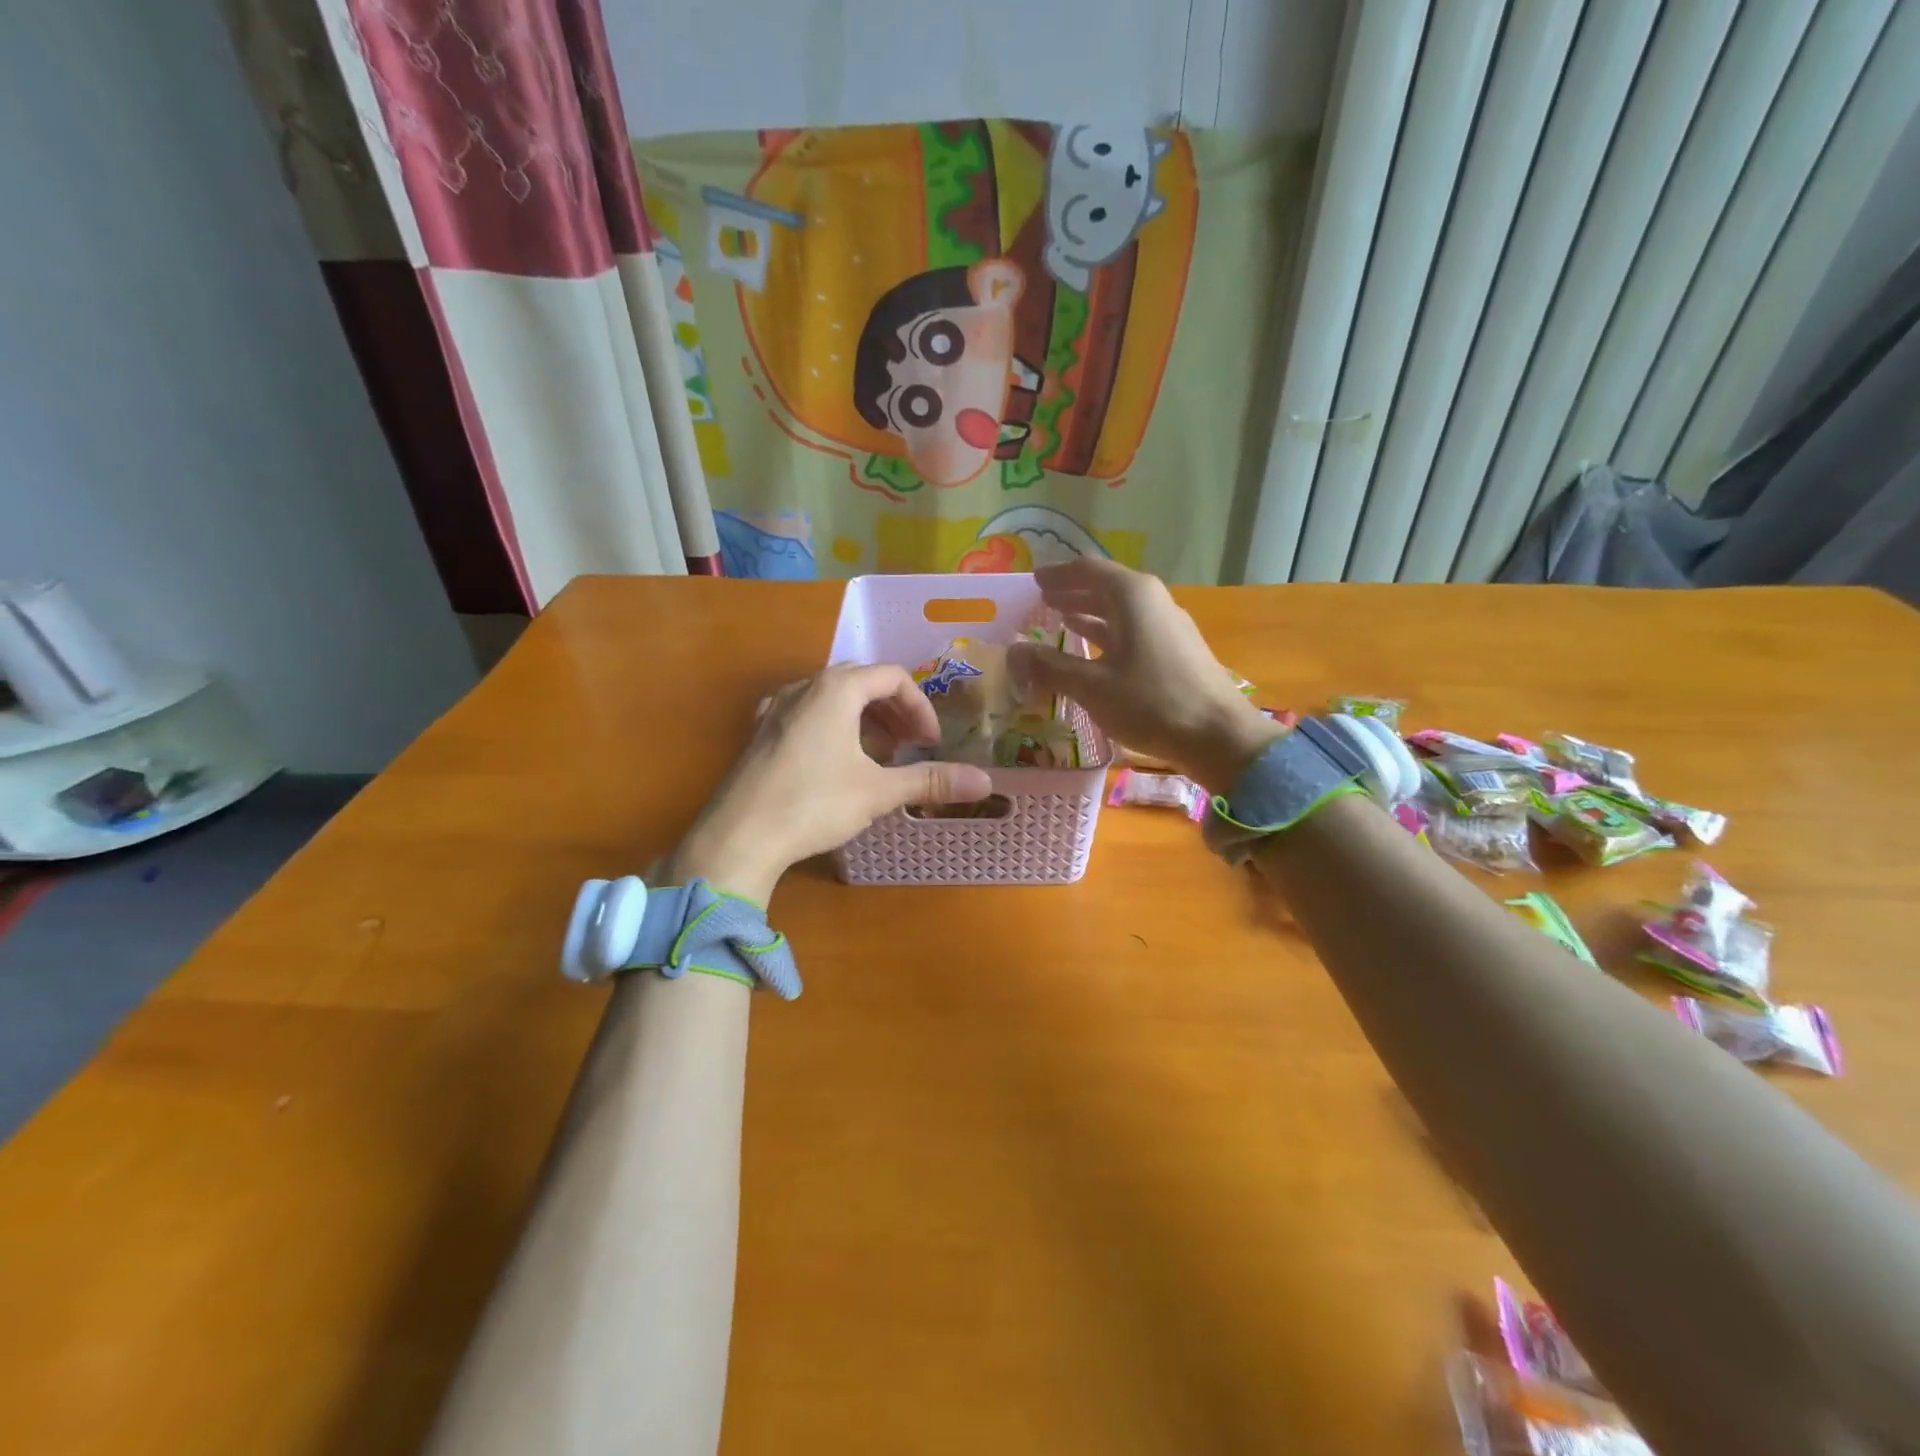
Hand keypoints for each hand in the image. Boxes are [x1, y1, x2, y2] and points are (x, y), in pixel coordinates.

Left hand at [663, 666, 993, 903]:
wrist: (738, 836)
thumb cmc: (814, 804)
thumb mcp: (879, 791)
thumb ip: (931, 780)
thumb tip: (986, 783)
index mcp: (837, 688)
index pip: (893, 677)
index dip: (920, 707)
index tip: (931, 743)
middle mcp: (805, 686)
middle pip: (862, 681)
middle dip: (894, 711)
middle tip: (911, 746)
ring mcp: (777, 707)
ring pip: (832, 697)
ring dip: (864, 719)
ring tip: (878, 755)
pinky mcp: (760, 731)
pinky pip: (807, 713)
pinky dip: (833, 726)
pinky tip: (835, 761)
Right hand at [1008, 559, 1282, 792]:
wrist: (1218, 736)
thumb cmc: (1151, 703)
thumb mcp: (1092, 686)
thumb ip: (1050, 667)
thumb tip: (1013, 652)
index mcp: (1132, 596)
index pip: (1087, 570)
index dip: (1057, 575)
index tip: (1034, 579)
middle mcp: (1152, 601)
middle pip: (1105, 586)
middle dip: (1072, 592)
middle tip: (1042, 600)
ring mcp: (1167, 626)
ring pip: (1120, 610)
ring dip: (1089, 613)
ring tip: (1060, 620)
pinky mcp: (1175, 651)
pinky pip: (1132, 630)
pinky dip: (1107, 634)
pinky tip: (1093, 650)